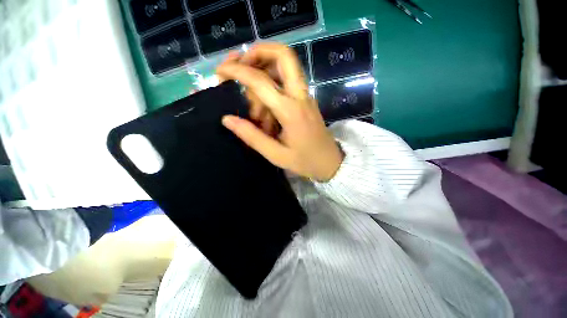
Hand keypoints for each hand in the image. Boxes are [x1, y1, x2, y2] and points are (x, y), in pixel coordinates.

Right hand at [216, 43, 343, 181]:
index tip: (220, 72)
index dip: (238, 71)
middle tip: (239, 66)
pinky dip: (272, 89)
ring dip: (263, 78)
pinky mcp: (306, 101)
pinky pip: (287, 84)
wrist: (330, 162)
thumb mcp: (276, 155)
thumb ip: (252, 137)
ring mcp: (305, 96)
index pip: (261, 81)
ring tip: (255, 112)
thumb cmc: (305, 161)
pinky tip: (266, 114)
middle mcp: (300, 96)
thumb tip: (227, 119)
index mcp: (291, 111)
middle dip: (258, 53)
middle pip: (284, 55)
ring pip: (284, 68)